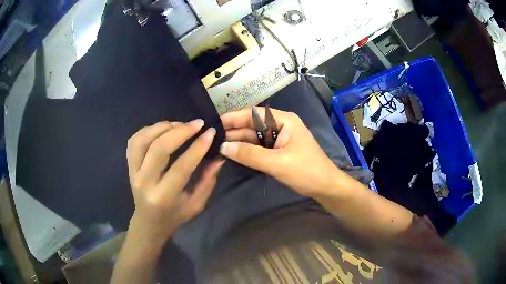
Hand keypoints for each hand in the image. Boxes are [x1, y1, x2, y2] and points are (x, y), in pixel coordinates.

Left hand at [126, 120, 223, 244]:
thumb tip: (219, 157)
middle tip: (198, 123)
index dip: (197, 147)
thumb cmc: (175, 215)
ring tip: (180, 124)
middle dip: (180, 131)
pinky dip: (148, 130)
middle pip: (159, 149)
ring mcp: (133, 172)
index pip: (181, 167)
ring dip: (163, 127)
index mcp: (164, 196)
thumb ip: (208, 181)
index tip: (211, 132)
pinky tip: (162, 129)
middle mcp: (145, 182)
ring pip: (143, 140)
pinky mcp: (129, 165)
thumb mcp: (196, 204)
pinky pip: (134, 141)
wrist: (149, 221)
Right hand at [220, 107, 346, 197]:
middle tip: (212, 138)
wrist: (325, 187)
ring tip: (217, 145)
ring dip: (239, 142)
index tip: (215, 123)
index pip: (253, 114)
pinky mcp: (279, 151)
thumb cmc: (306, 171)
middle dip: (234, 131)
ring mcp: (280, 139)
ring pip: (255, 137)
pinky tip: (233, 154)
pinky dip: (247, 151)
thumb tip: (223, 147)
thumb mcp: (277, 162)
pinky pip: (259, 148)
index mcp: (283, 120)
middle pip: (252, 125)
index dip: (233, 117)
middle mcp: (280, 126)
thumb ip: (249, 154)